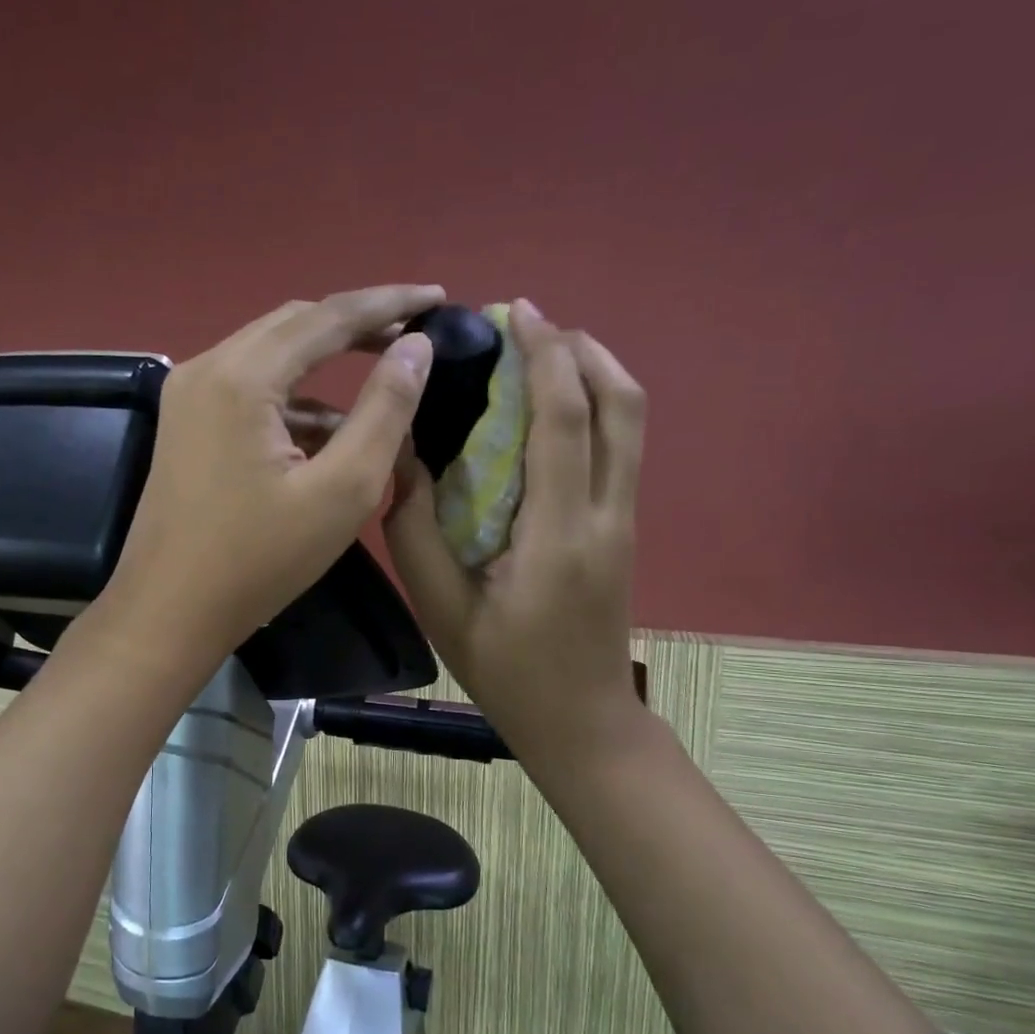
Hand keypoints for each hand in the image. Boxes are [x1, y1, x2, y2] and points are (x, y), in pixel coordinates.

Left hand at [104, 285, 441, 663]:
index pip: (329, 315)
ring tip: (384, 384)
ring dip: (327, 364)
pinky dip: (296, 400)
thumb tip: (416, 347)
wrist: (168, 612)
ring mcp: (190, 395)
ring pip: (272, 355)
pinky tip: (331, 431)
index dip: (389, 302)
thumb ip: (384, 410)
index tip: (439, 297)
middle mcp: (208, 367)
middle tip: (415, 336)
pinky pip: (251, 390)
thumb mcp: (341, 490)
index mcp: (242, 376)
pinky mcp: (187, 423)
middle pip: (296, 324)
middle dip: (358, 326)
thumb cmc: (259, 560)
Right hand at [385, 299, 646, 787]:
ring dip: (595, 372)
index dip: (546, 358)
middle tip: (530, 327)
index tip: (518, 314)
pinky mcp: (624, 528)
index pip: (564, 422)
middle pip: (620, 405)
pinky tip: (554, 407)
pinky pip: (622, 446)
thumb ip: (416, 531)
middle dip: (580, 350)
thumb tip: (403, 458)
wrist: (581, 720)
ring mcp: (625, 520)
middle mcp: (607, 515)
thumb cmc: (506, 671)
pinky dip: (597, 406)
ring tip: (545, 353)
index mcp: (559, 535)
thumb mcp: (443, 609)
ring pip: (631, 422)